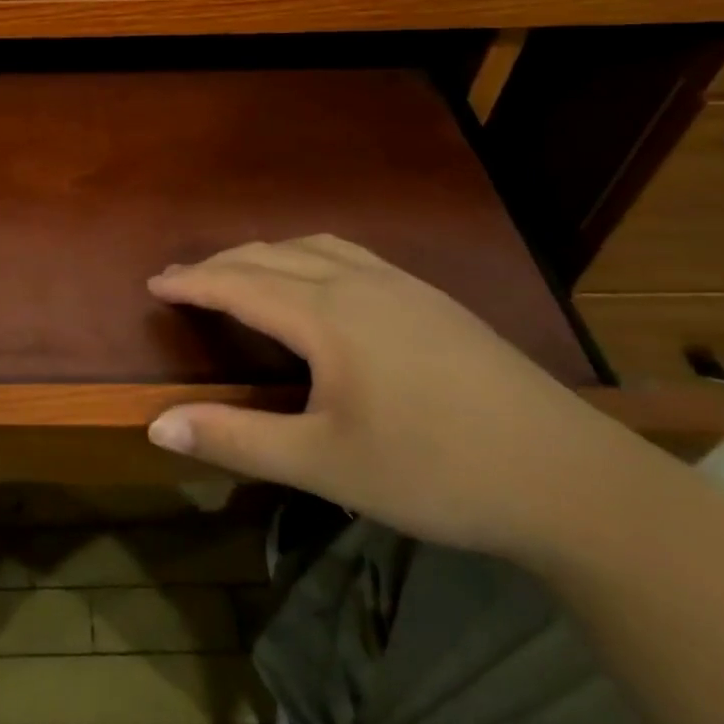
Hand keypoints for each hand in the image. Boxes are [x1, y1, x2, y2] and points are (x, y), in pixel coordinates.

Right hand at [145, 236, 631, 556]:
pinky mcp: (432, 298)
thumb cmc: (435, 471)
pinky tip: (318, 279)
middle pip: (271, 254)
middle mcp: (358, 282)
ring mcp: (402, 285)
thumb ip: (237, 439)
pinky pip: (349, 254)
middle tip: (184, 279)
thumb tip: (155, 425)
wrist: (569, 477)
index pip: (239, 283)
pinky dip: (308, 254)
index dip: (192, 281)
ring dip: (265, 252)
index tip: (154, 282)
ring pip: (313, 246)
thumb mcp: (325, 463)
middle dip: (221, 262)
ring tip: (240, 271)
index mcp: (326, 315)